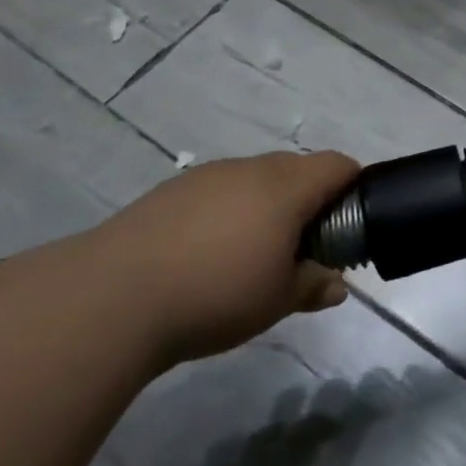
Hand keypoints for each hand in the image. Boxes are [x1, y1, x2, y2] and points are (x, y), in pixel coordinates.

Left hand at [92, 150, 359, 365]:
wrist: (112, 296)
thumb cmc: (215, 293)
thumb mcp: (276, 300)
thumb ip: (313, 285)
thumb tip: (336, 285)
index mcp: (287, 186)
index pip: (338, 164)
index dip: (352, 186)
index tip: (349, 221)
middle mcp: (251, 169)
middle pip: (298, 168)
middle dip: (310, 200)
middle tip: (302, 247)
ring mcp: (208, 175)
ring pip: (255, 179)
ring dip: (267, 206)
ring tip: (251, 255)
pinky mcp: (172, 191)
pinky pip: (219, 191)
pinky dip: (228, 212)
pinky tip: (206, 254)